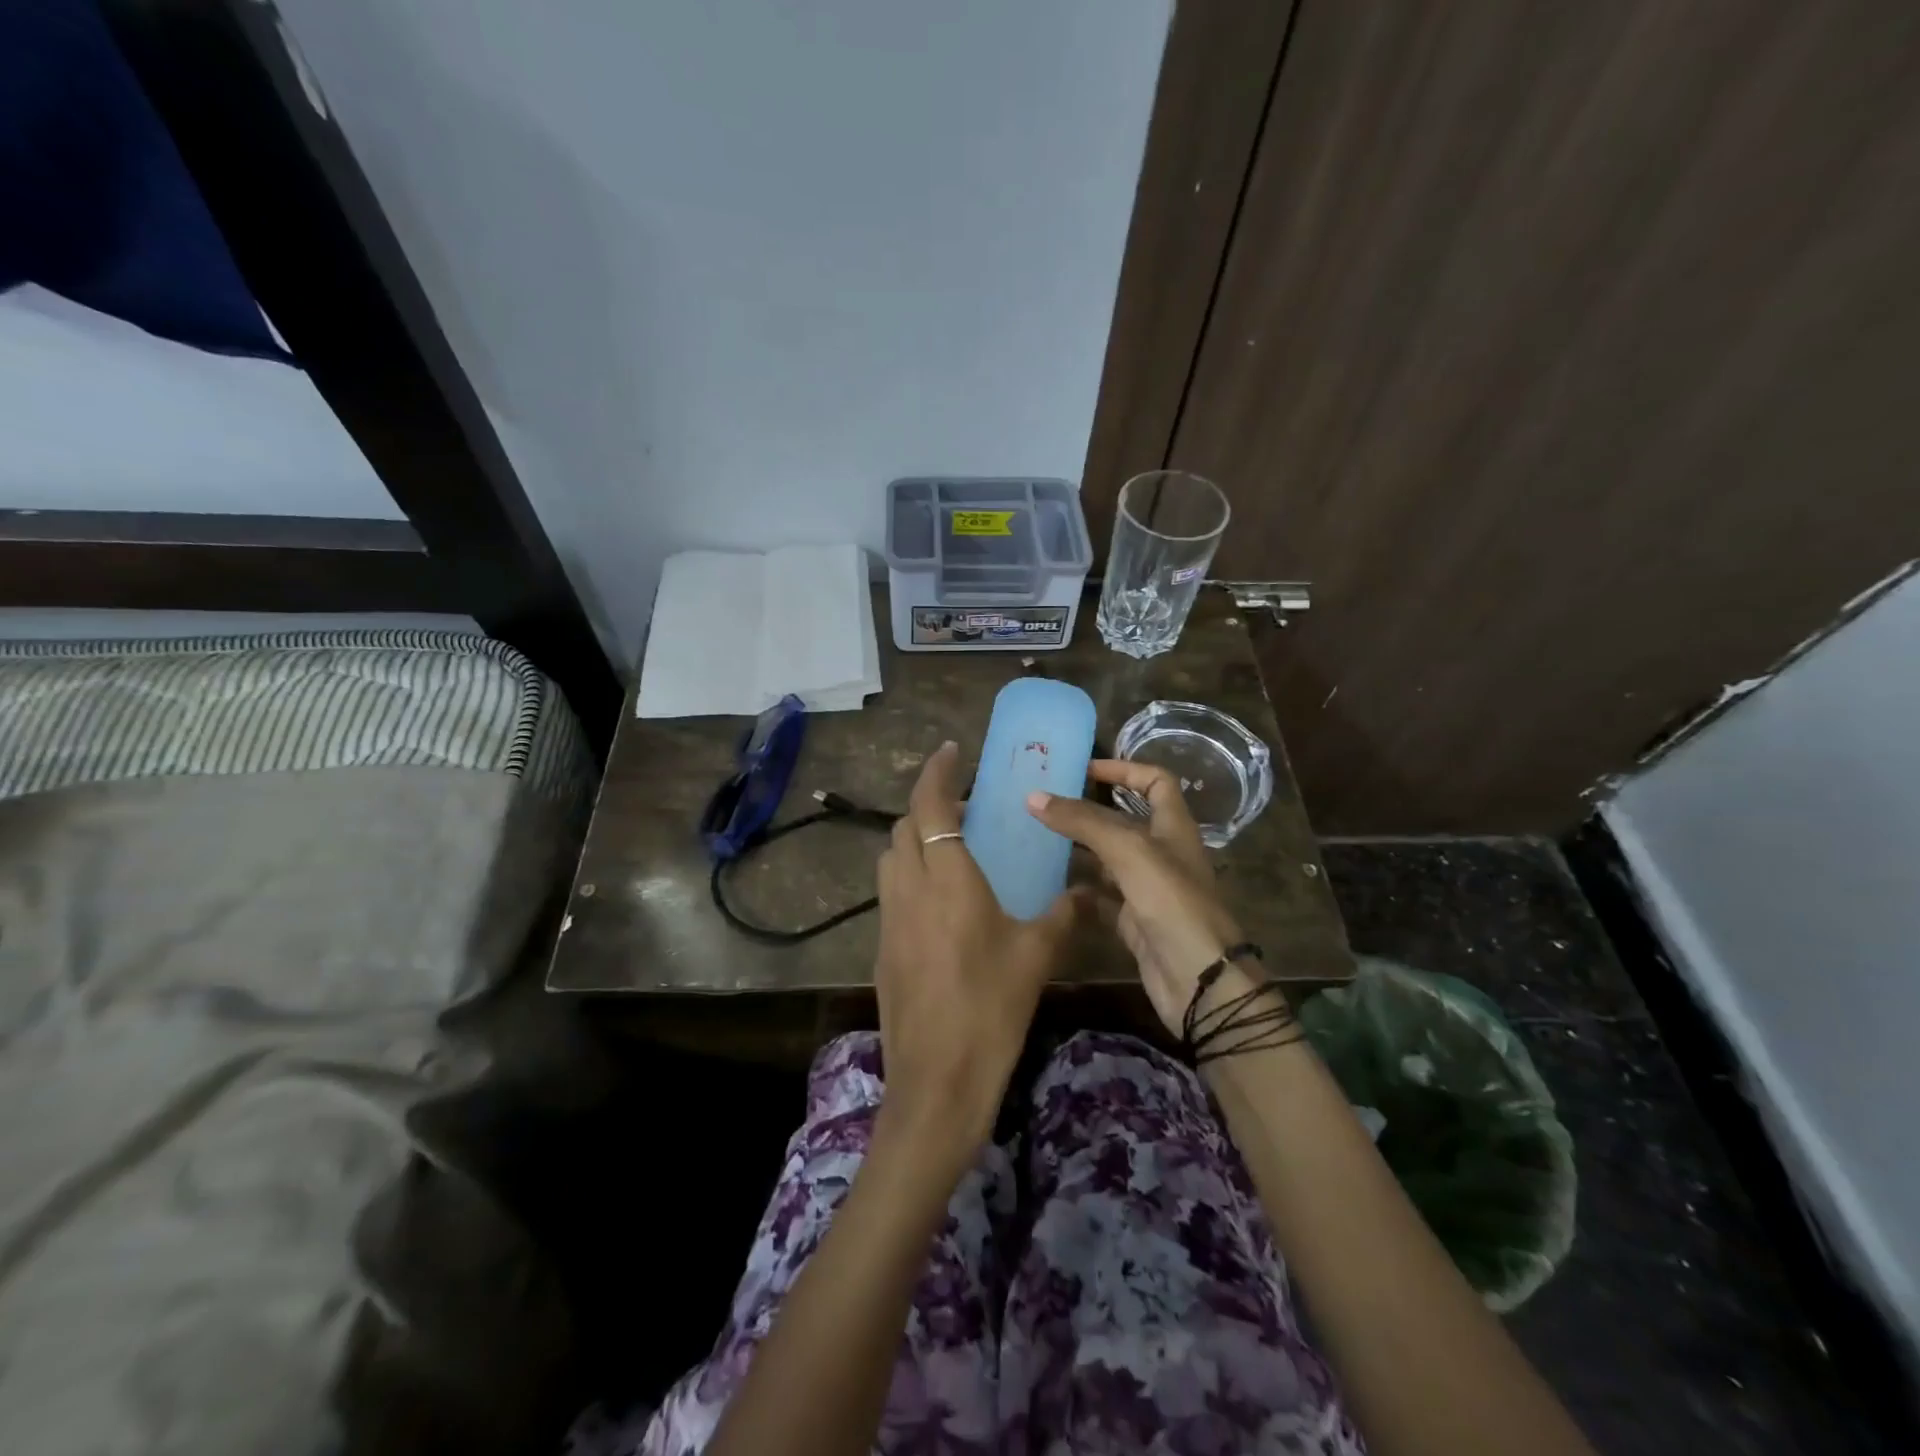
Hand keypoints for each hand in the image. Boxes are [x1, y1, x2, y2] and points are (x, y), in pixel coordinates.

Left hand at [873, 742, 1082, 1173]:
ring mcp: (888, 919)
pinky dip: (910, 874)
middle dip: (929, 804)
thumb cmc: (991, 1010)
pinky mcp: (881, 948)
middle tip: (967, 809)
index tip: (952, 752)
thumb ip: (1063, 915)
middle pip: (905, 826)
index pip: (931, 806)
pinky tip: (941, 902)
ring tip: (953, 849)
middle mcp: (910, 889)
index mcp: (948, 880)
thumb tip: (1087, 891)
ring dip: (916, 838)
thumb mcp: (1036, 958)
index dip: (937, 772)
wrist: (937, 1082)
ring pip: (892, 857)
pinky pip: (891, 892)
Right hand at [1026, 760, 1256, 1037]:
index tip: (1083, 769)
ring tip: (1035, 838)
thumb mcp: (1129, 851)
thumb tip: (1034, 797)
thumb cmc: (1173, 903)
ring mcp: (1147, 889)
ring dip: (1077, 848)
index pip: (1155, 781)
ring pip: (1107, 859)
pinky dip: (1076, 889)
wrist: (1200, 982)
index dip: (1124, 769)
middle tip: (1045, 802)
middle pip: (1124, 820)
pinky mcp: (1133, 921)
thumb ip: (1083, 822)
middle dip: (1087, 809)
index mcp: (1173, 827)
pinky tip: (1047, 884)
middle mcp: (1161, 853)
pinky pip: (1099, 897)